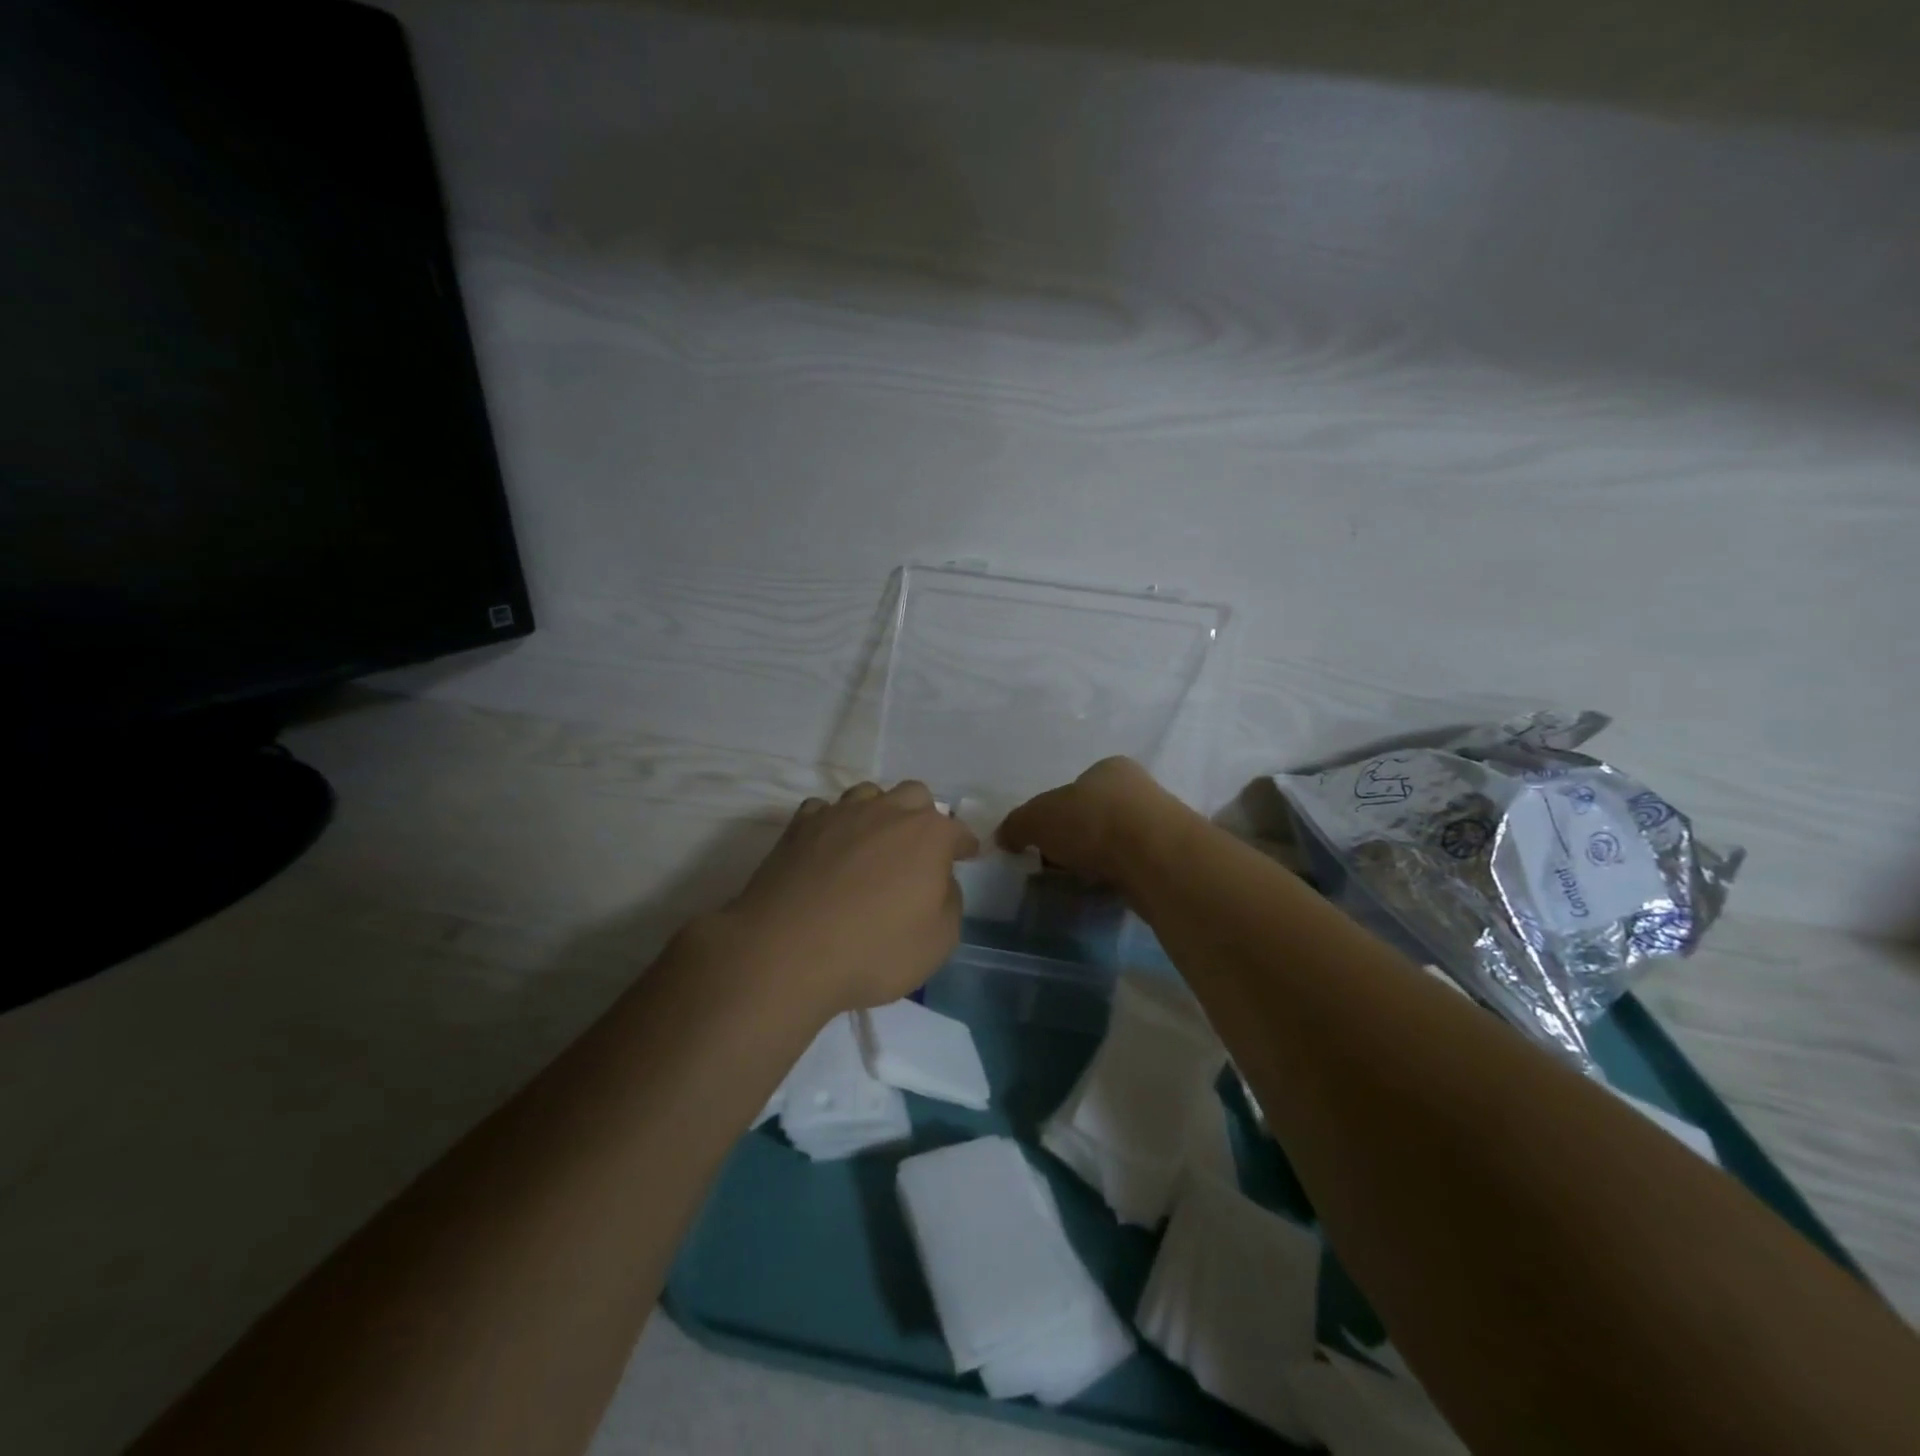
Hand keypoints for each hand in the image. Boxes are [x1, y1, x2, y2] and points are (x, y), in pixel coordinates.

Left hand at [719, 781, 978, 1016]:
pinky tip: (829, 847)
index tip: (966, 856)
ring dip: (877, 812)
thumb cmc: (874, 950)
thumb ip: (950, 901)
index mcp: (928, 835)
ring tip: (872, 843)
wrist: (786, 952)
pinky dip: (833, 824)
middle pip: (914, 795)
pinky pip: (824, 810)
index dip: (964, 845)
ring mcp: (839, 813)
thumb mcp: (938, 941)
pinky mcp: (799, 826)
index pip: (958, 830)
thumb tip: (940, 881)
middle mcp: (886, 811)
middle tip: (917, 849)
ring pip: (868, 794)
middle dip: (922, 816)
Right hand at [996, 757, 1185, 887]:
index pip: (1076, 788)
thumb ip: (1017, 825)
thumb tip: (1005, 837)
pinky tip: (1105, 891)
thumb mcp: (1037, 818)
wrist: (1154, 856)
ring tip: (1079, 883)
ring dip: (1097, 861)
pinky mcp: (1171, 858)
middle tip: (1057, 866)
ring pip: (1116, 843)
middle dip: (1075, 840)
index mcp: (1108, 769)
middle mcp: (1138, 789)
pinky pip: (1133, 868)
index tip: (1043, 842)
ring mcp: (1159, 824)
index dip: (1054, 815)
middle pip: (1095, 815)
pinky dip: (1117, 879)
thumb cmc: (1091, 821)